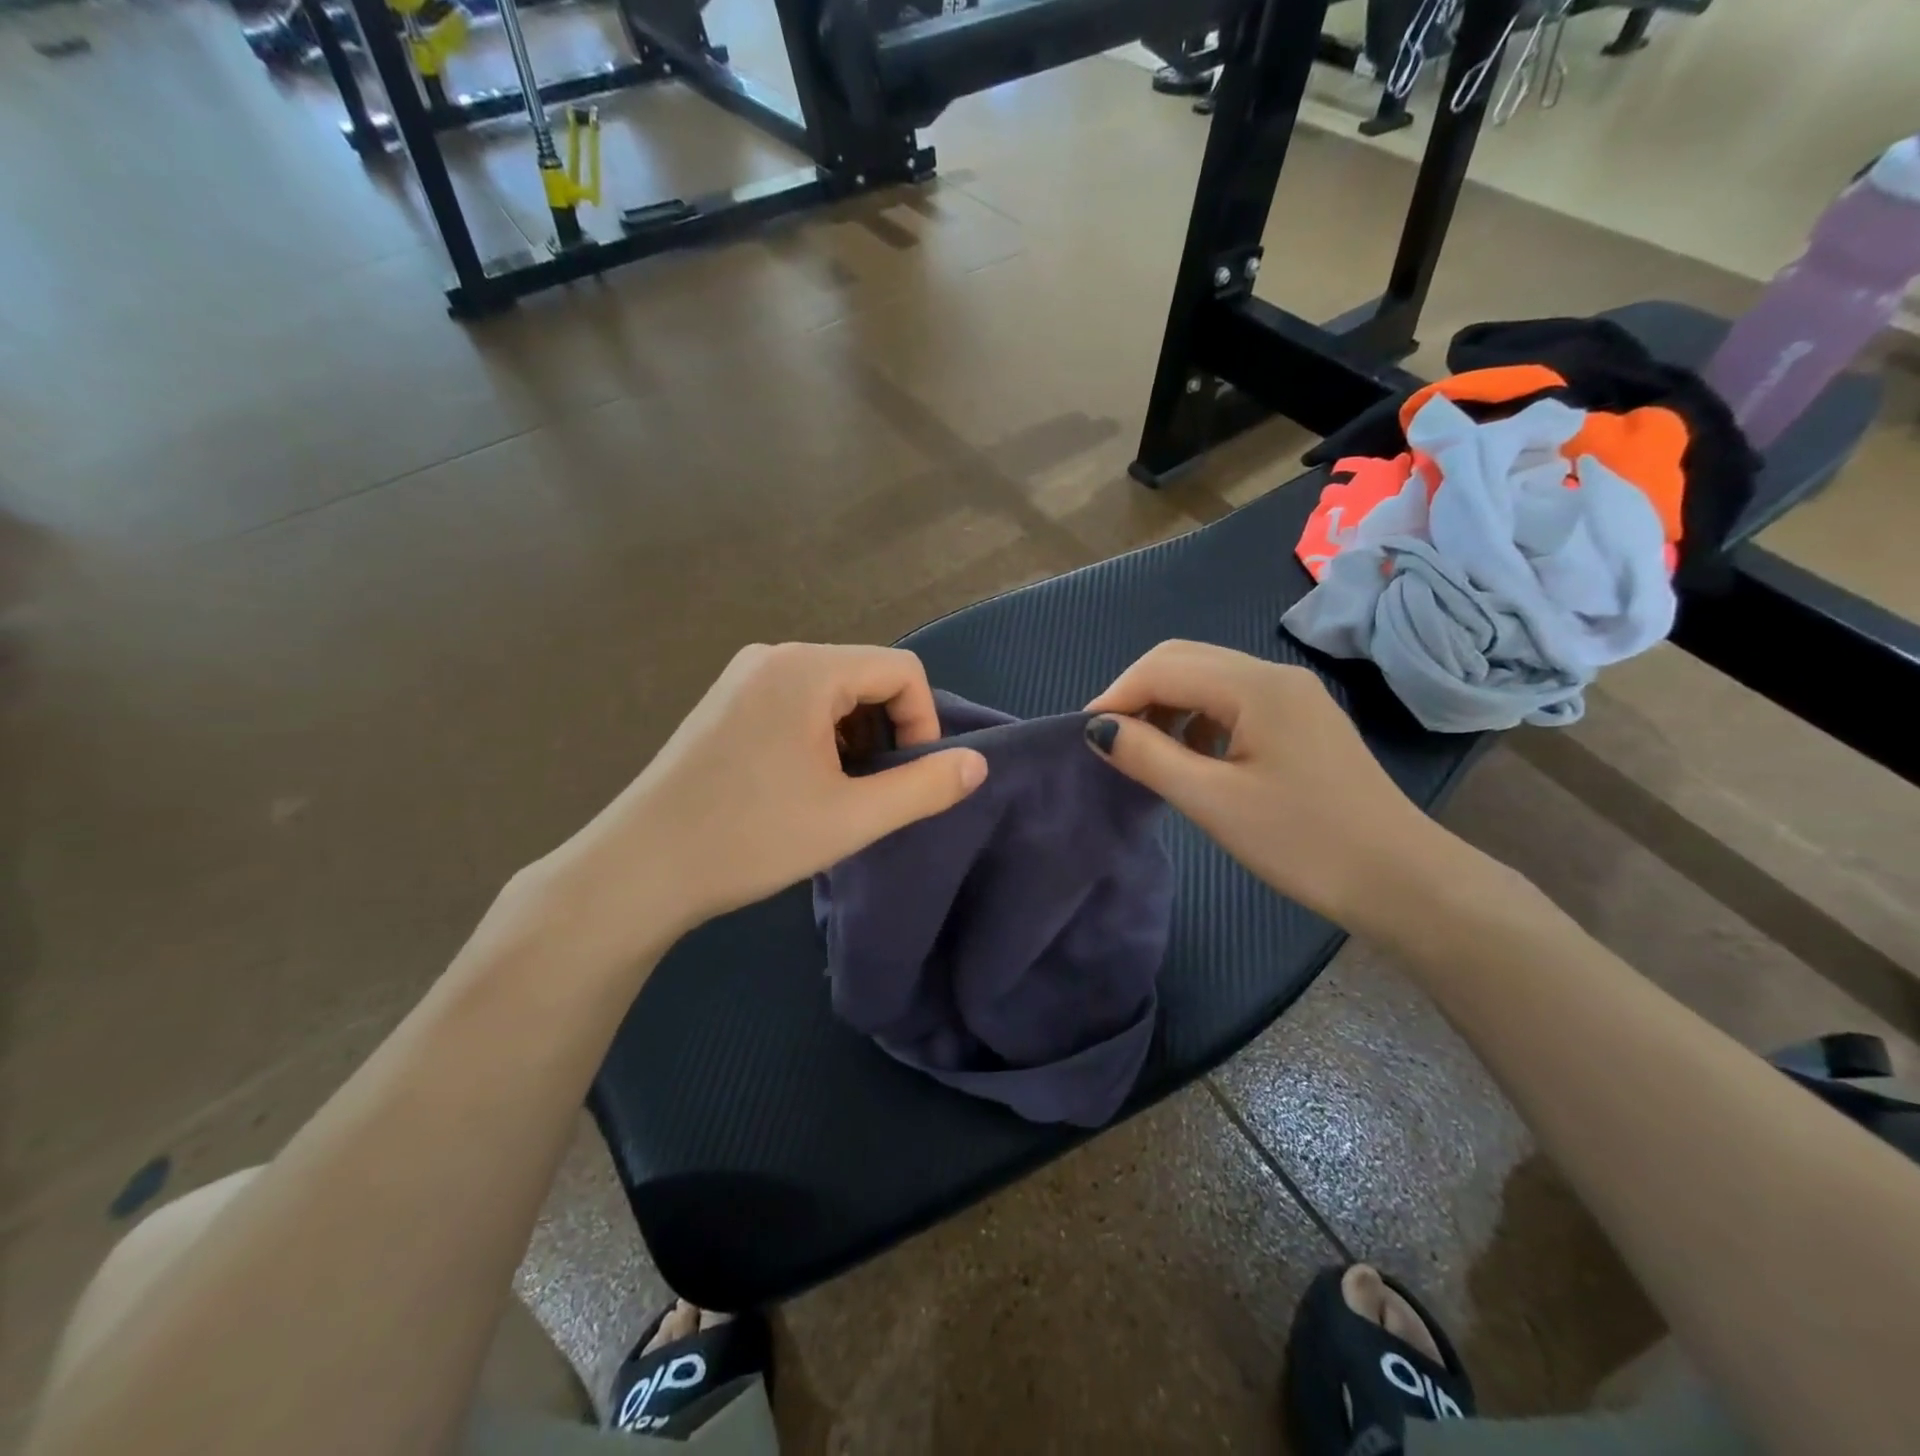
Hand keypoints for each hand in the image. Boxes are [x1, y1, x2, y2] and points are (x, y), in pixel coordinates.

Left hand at [529, 643, 986, 963]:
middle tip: (875, 791)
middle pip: (866, 675)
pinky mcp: (724, 700)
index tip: (912, 776)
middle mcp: (775, 656)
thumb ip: (924, 787)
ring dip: (854, 736)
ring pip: (832, 691)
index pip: (901, 669)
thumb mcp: (852, 817)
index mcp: (807, 668)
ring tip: (839, 792)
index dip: (924, 721)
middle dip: (887, 730)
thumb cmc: (750, 838)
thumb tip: (977, 763)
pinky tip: (801, 783)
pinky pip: (796, 700)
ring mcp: (743, 675)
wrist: (640, 868)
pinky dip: (820, 734)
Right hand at [1084, 641, 1448, 927]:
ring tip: (1143, 750)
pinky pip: (1233, 701)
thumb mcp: (1213, 802)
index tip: (1084, 736)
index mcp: (1255, 685)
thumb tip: (1098, 729)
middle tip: (1109, 739)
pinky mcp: (1302, 720)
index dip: (1116, 696)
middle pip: (1185, 659)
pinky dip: (1197, 718)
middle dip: (1138, 692)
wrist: (1401, 880)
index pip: (1163, 668)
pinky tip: (1191, 755)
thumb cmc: (1303, 841)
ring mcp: (1293, 696)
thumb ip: (1149, 757)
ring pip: (1208, 678)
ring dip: (1167, 703)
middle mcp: (1275, 675)